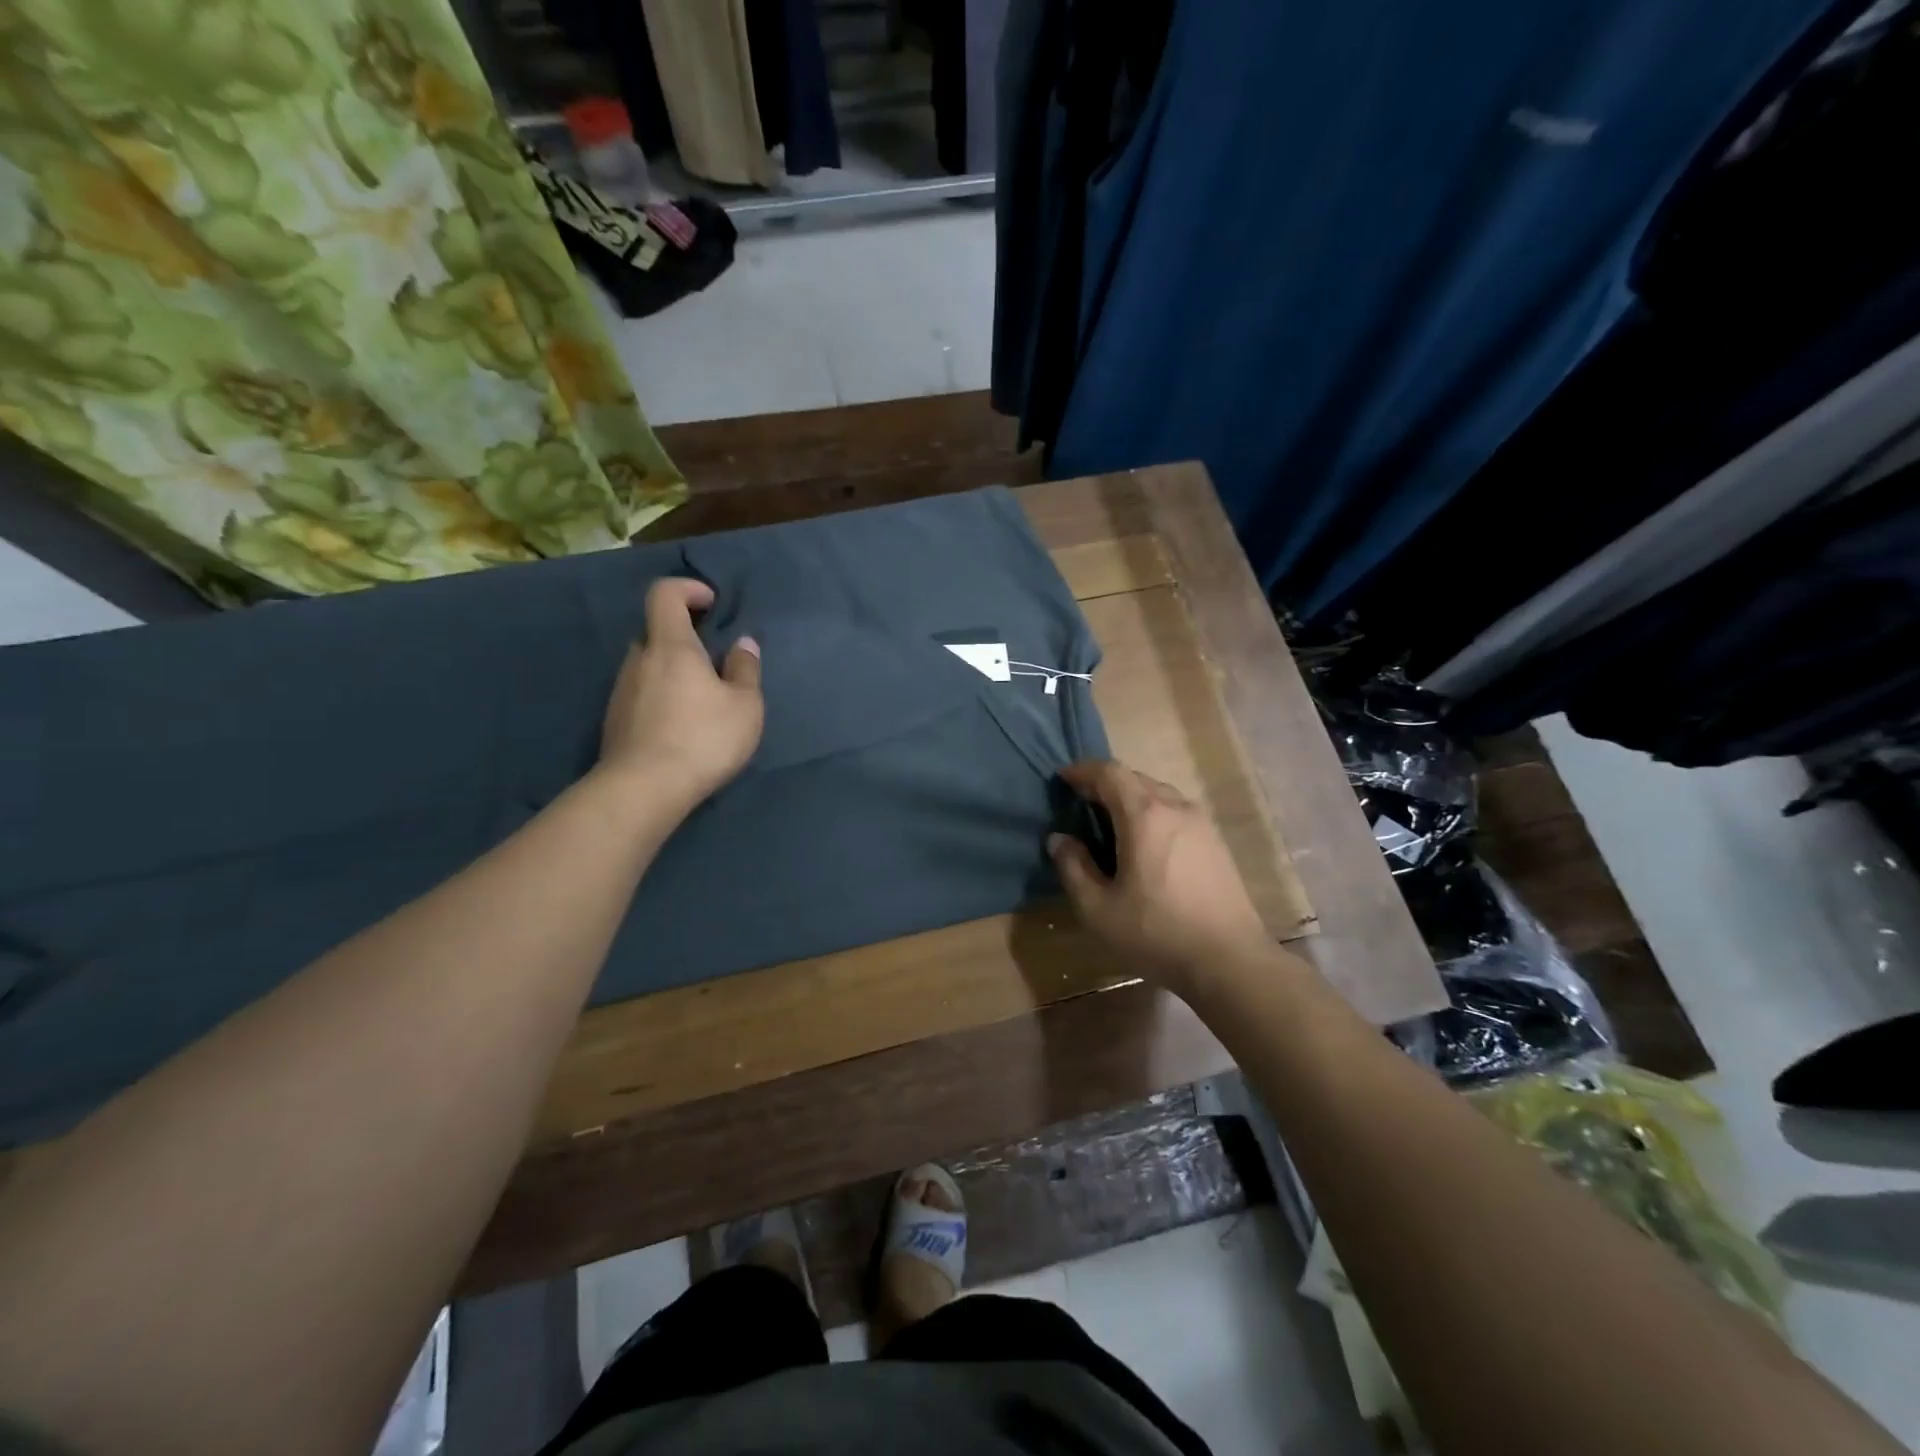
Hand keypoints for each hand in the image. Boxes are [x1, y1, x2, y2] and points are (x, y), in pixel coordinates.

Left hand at [598, 578, 763, 813]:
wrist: (644, 789)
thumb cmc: (703, 738)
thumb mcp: (745, 705)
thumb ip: (745, 669)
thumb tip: (743, 644)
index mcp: (671, 646)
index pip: (664, 594)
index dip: (687, 589)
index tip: (711, 603)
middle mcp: (639, 660)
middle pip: (656, 633)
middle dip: (684, 639)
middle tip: (713, 663)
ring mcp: (621, 691)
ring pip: (648, 666)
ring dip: (673, 672)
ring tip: (702, 702)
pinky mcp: (614, 721)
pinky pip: (641, 695)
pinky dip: (661, 698)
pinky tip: (681, 728)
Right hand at [1048, 759, 1272, 990]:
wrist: (1230, 961)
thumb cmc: (1156, 933)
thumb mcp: (1098, 908)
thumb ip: (1073, 868)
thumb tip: (1059, 839)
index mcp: (1144, 815)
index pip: (1109, 773)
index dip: (1082, 770)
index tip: (1062, 779)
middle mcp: (1175, 807)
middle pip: (1135, 779)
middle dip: (1104, 784)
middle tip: (1081, 803)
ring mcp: (1201, 824)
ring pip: (1159, 794)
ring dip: (1131, 798)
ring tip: (1111, 823)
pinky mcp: (1215, 843)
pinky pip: (1176, 812)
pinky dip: (1152, 814)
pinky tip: (1145, 844)